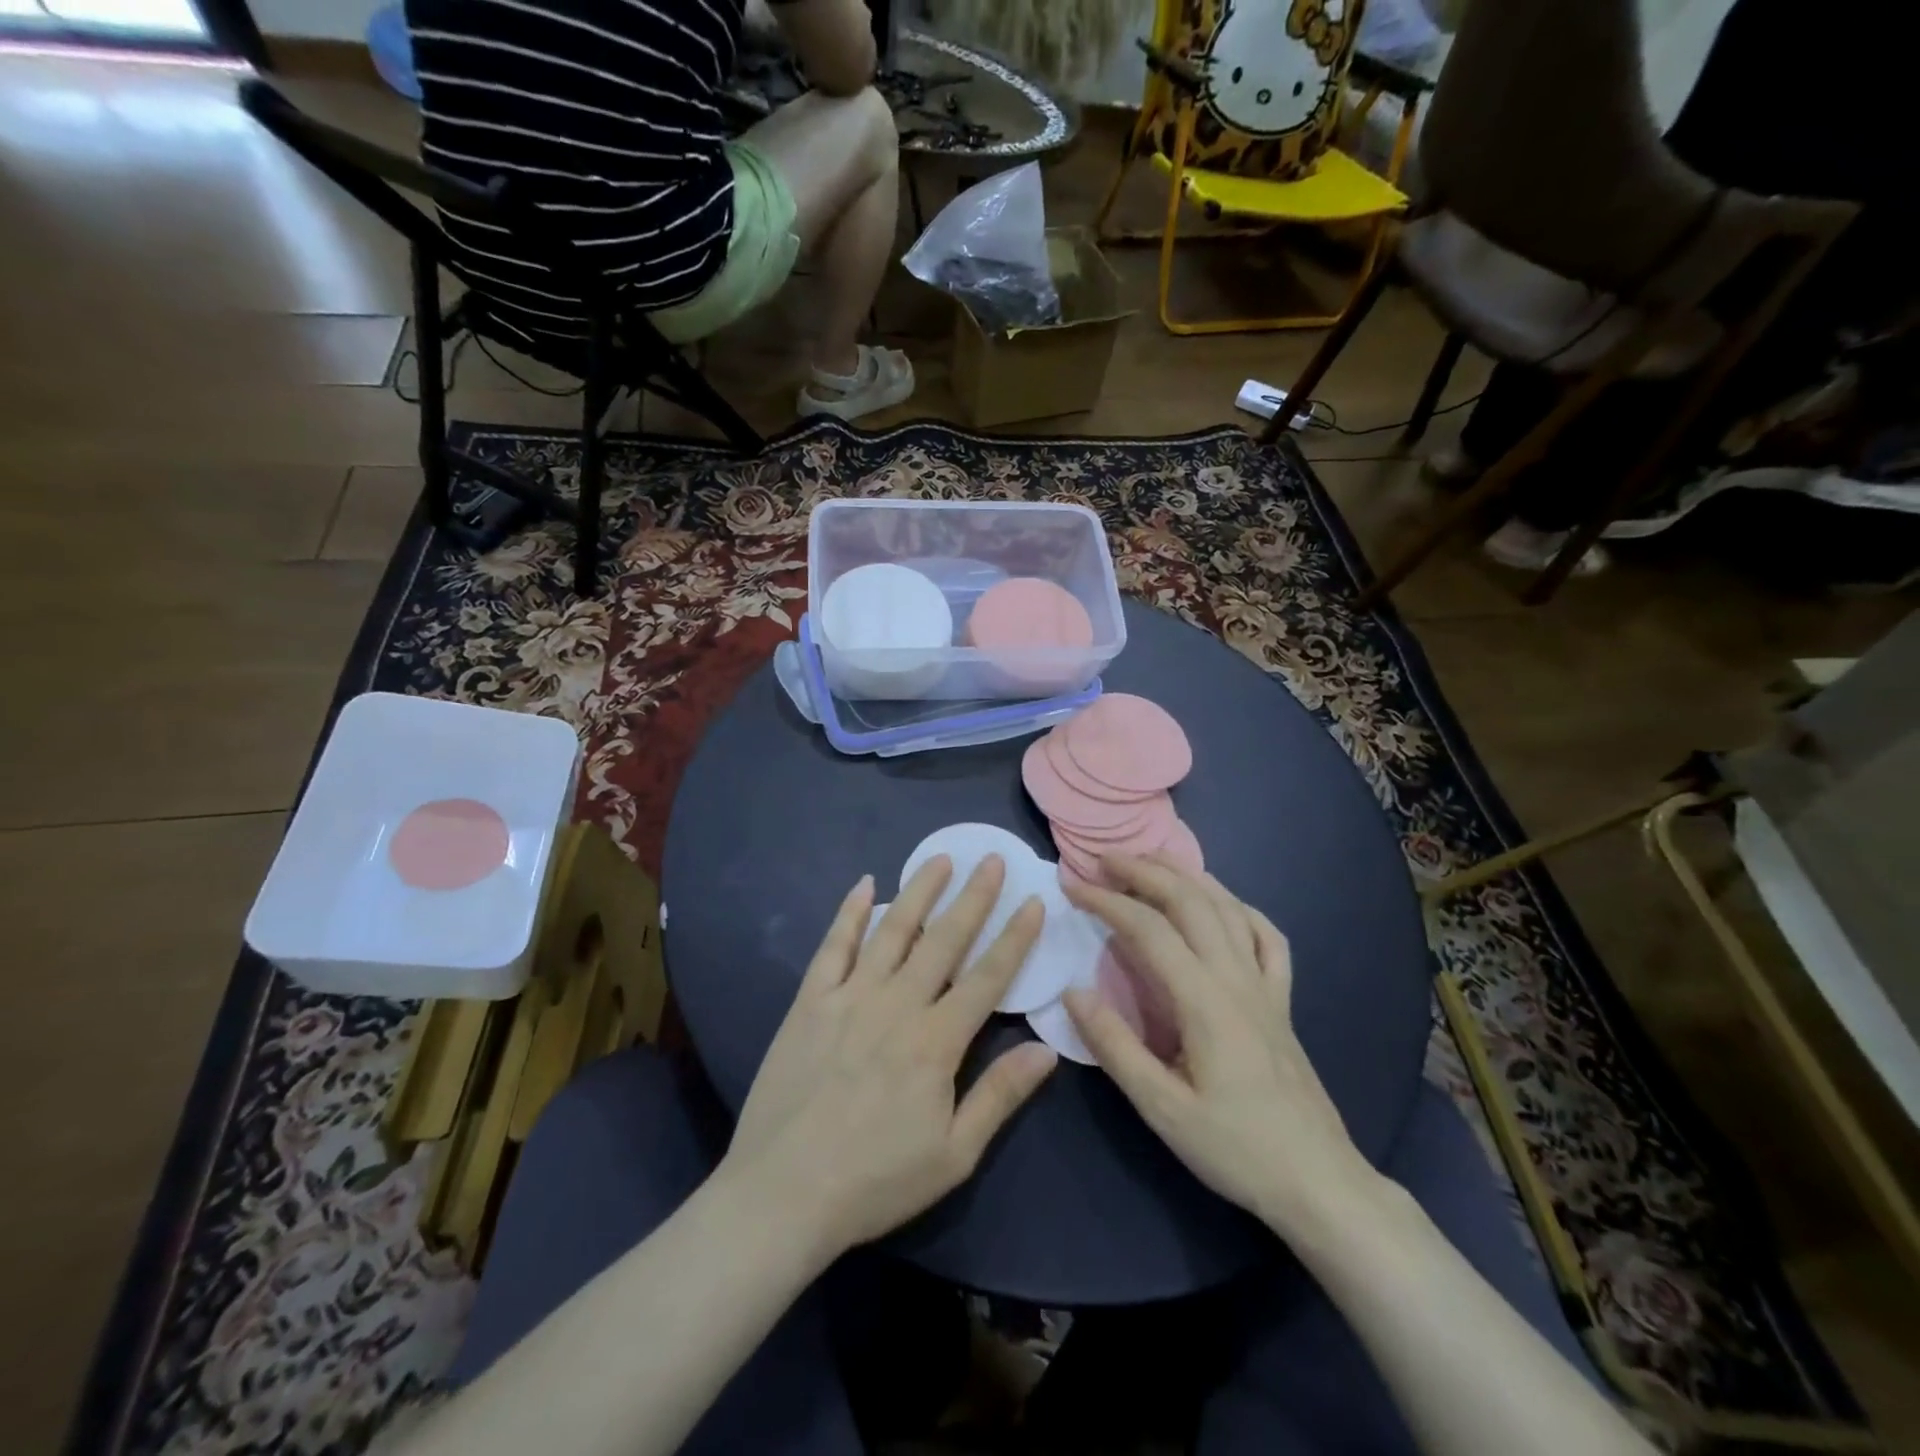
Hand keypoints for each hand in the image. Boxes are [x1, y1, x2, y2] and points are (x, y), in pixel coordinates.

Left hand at [722, 855, 1057, 1260]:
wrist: (783, 1194)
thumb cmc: (875, 1181)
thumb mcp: (953, 1155)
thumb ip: (1000, 1096)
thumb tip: (1048, 1050)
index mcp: (936, 1041)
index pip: (987, 977)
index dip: (1014, 937)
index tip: (1033, 901)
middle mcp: (897, 1004)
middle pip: (944, 940)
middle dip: (974, 897)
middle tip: (992, 859)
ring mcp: (849, 997)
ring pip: (892, 930)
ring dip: (920, 891)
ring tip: (940, 858)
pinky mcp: (810, 1001)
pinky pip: (834, 946)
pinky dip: (849, 912)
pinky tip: (863, 884)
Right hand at [1062, 855, 1382, 1240]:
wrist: (1320, 1182)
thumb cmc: (1236, 1149)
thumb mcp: (1162, 1108)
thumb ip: (1115, 1047)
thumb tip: (1072, 992)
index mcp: (1205, 1000)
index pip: (1149, 929)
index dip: (1107, 901)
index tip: (1072, 886)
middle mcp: (1237, 977)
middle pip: (1190, 901)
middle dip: (1144, 870)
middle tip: (1105, 859)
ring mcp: (1266, 985)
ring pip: (1228, 908)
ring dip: (1186, 876)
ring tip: (1152, 861)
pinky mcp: (1282, 1000)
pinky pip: (1266, 937)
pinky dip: (1239, 907)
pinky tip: (1221, 904)